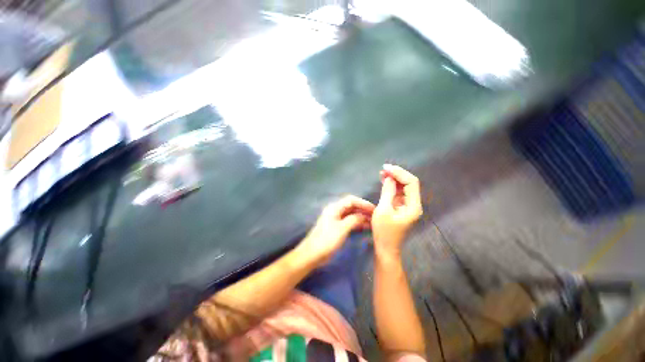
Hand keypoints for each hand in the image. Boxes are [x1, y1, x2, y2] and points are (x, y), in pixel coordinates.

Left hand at [296, 195, 374, 266]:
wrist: (312, 254)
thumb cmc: (327, 240)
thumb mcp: (342, 229)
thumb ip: (354, 220)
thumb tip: (364, 216)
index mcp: (334, 208)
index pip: (351, 200)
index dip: (363, 203)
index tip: (374, 209)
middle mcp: (335, 211)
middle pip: (351, 206)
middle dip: (363, 210)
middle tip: (375, 216)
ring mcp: (335, 219)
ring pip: (351, 214)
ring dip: (361, 217)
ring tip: (373, 222)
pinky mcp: (336, 227)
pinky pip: (349, 222)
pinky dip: (357, 223)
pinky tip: (365, 227)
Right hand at [372, 164, 422, 257]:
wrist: (386, 248)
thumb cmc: (384, 231)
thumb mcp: (383, 210)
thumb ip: (387, 192)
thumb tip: (389, 178)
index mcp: (413, 206)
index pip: (411, 183)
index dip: (399, 173)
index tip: (386, 168)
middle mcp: (414, 204)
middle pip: (409, 183)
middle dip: (397, 174)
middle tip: (384, 168)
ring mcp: (408, 206)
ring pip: (404, 187)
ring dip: (394, 178)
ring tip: (383, 172)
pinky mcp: (401, 207)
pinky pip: (398, 192)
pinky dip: (392, 185)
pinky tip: (384, 180)